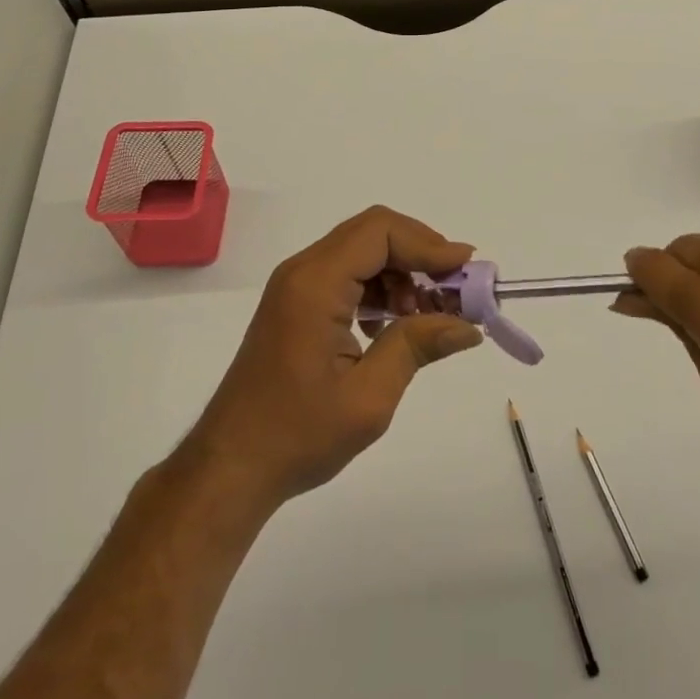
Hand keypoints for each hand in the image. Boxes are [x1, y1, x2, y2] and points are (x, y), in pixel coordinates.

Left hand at [180, 206, 483, 514]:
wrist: (231, 466)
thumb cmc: (297, 435)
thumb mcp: (368, 397)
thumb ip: (417, 347)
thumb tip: (468, 326)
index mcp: (315, 284)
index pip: (380, 232)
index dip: (427, 242)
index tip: (465, 269)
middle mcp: (303, 271)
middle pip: (372, 233)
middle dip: (419, 253)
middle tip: (454, 287)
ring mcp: (297, 284)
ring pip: (362, 250)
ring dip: (401, 270)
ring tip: (428, 312)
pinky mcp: (297, 302)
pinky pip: (347, 272)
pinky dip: (380, 286)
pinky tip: (395, 322)